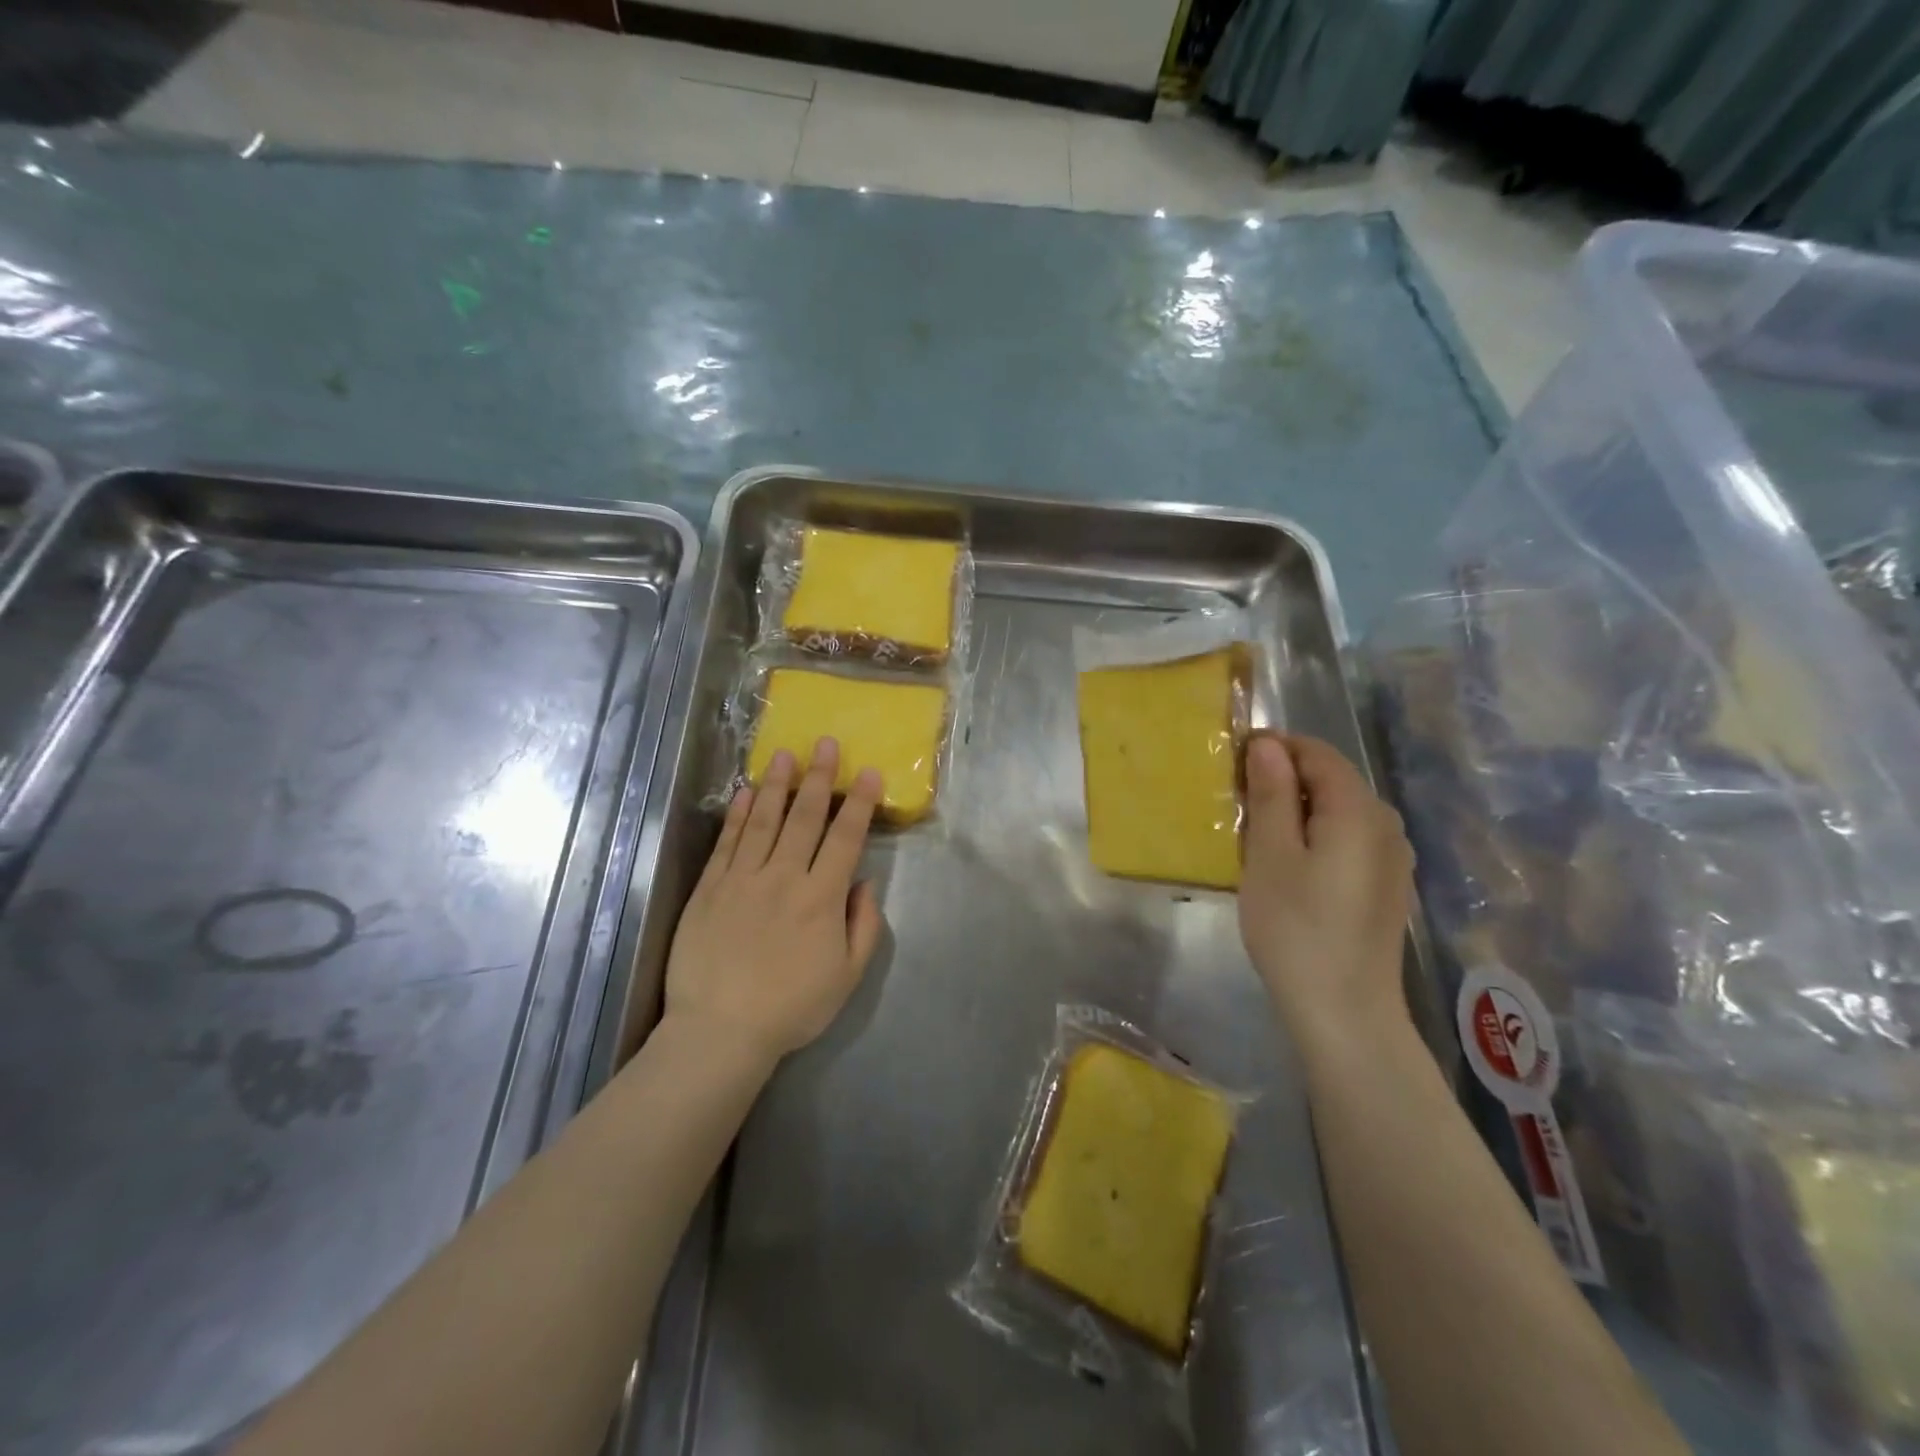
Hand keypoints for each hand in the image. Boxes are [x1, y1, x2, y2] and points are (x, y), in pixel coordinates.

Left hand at [663, 737, 886, 1064]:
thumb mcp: (847, 977)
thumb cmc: (792, 1008)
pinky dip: (738, 814)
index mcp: (821, 898)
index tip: (869, 773)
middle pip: (805, 818)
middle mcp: (784, 877)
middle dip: (820, 777)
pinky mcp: (710, 888)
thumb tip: (864, 884)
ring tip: (786, 754)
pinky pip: (728, 842)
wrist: (720, 1031)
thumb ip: (863, 926)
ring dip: (778, 784)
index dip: (860, 803)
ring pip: (765, 820)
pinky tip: (747, 792)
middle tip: (826, 743)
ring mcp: (743, 879)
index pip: (845, 838)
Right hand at [1238, 734, 1414, 1041]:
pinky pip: (1350, 839)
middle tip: (1237, 801)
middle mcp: (1386, 824)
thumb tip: (1267, 744)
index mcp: (1358, 811)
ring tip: (1257, 833)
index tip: (1233, 762)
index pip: (1317, 753)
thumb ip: (1271, 794)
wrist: (1345, 1012)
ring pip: (1340, 811)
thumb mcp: (1270, 856)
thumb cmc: (1296, 928)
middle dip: (1284, 778)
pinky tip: (1291, 865)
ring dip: (1298, 808)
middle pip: (1332, 779)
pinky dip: (1317, 835)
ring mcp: (1393, 858)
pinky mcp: (1387, 886)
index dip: (1275, 747)